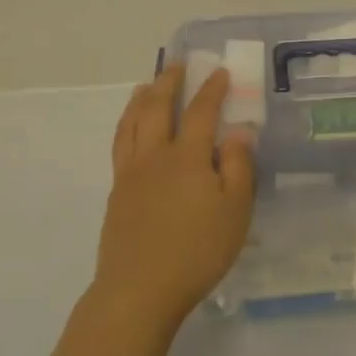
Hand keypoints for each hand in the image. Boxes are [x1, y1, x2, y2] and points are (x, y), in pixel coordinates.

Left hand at [97, 64, 256, 328]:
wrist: (139, 290)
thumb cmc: (197, 250)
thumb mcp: (235, 210)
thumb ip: (239, 166)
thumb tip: (238, 131)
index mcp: (187, 157)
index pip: (200, 112)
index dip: (212, 90)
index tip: (220, 72)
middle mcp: (155, 156)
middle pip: (157, 108)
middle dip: (168, 83)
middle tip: (176, 65)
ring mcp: (130, 174)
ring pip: (131, 124)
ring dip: (140, 100)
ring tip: (144, 86)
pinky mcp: (116, 194)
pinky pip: (120, 145)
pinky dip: (125, 126)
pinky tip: (130, 131)